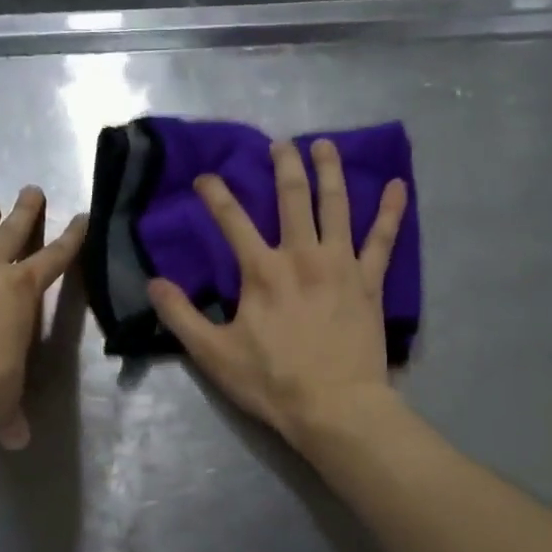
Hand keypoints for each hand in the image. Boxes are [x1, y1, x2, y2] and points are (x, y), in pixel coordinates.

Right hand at [147, 138, 407, 447]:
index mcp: (262, 271)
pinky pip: (383, 240)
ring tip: (326, 146)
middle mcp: (301, 255)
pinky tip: (397, 185)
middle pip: (292, 198)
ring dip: (330, 171)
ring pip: (336, 206)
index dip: (216, 194)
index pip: (232, 220)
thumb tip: (153, 282)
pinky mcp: (370, 283)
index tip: (206, 177)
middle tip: (280, 144)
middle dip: (284, 165)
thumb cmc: (271, 382)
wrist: (334, 407)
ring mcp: (340, 265)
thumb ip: (181, 315)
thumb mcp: (213, 354)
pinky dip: (391, 211)